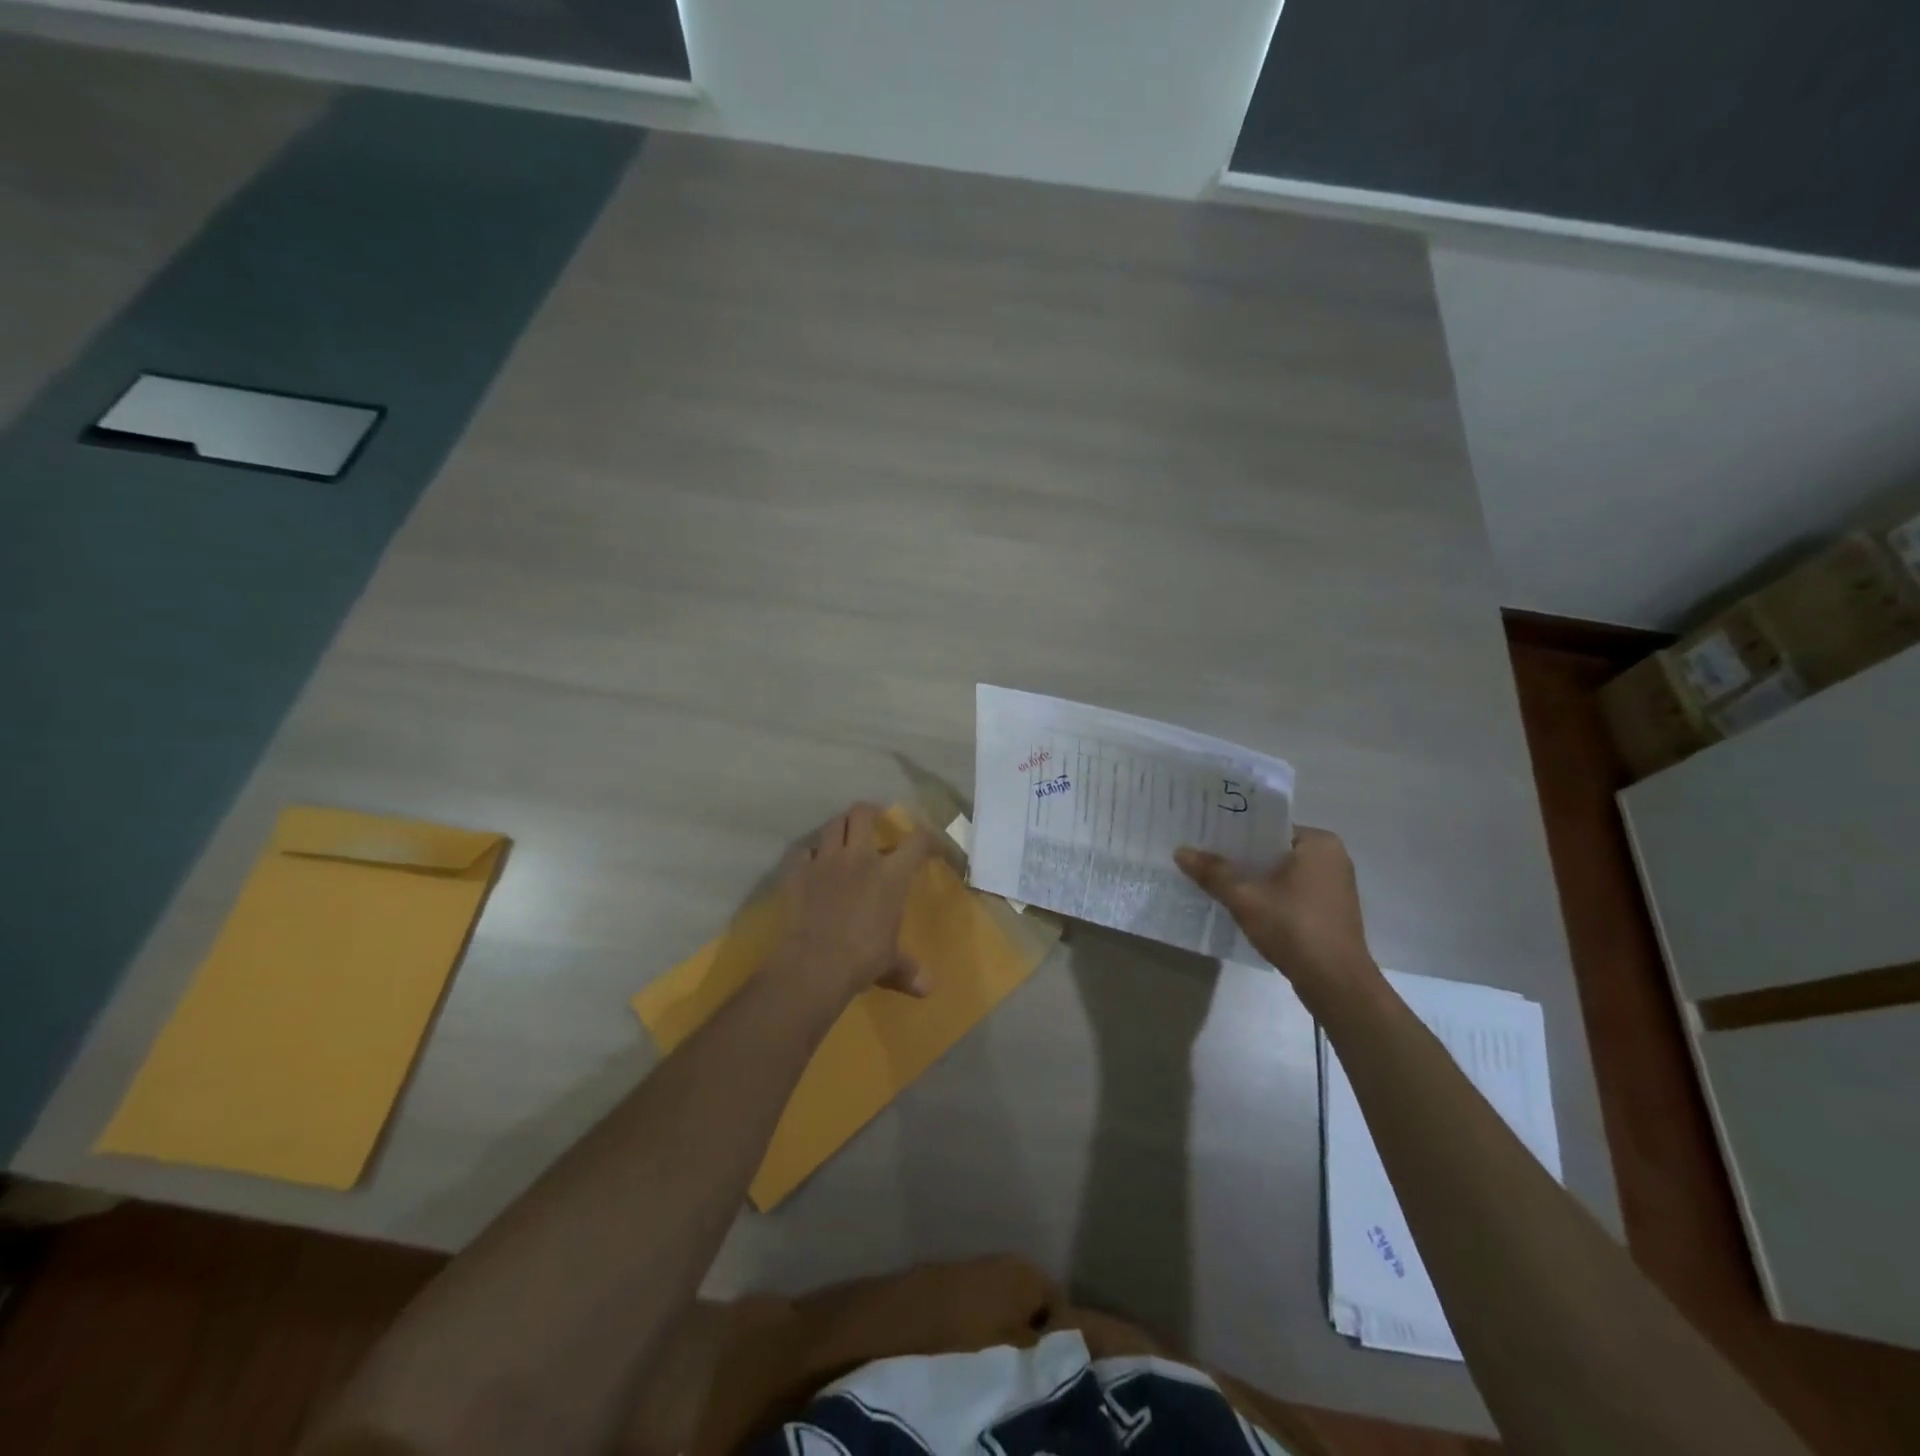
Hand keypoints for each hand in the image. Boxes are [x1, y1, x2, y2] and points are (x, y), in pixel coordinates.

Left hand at [770, 802, 932, 1007]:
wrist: (815, 964)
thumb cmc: (863, 959)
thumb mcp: (891, 964)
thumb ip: (908, 970)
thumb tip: (928, 990)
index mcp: (891, 874)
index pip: (917, 841)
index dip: (928, 836)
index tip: (930, 844)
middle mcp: (859, 857)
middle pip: (863, 814)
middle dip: (871, 812)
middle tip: (875, 820)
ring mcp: (825, 861)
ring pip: (832, 825)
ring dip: (840, 826)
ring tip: (844, 836)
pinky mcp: (797, 872)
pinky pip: (803, 851)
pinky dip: (809, 854)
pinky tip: (812, 863)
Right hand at [1174, 827, 1376, 988]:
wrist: (1336, 984)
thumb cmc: (1294, 929)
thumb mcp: (1246, 899)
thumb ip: (1213, 873)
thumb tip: (1180, 851)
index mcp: (1318, 843)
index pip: (1267, 826)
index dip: (1233, 831)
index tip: (1203, 835)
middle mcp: (1331, 858)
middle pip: (1273, 849)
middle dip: (1240, 856)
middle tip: (1201, 855)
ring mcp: (1333, 885)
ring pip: (1281, 872)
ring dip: (1252, 877)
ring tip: (1213, 877)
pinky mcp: (1329, 910)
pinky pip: (1290, 890)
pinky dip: (1267, 894)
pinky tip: (1239, 902)